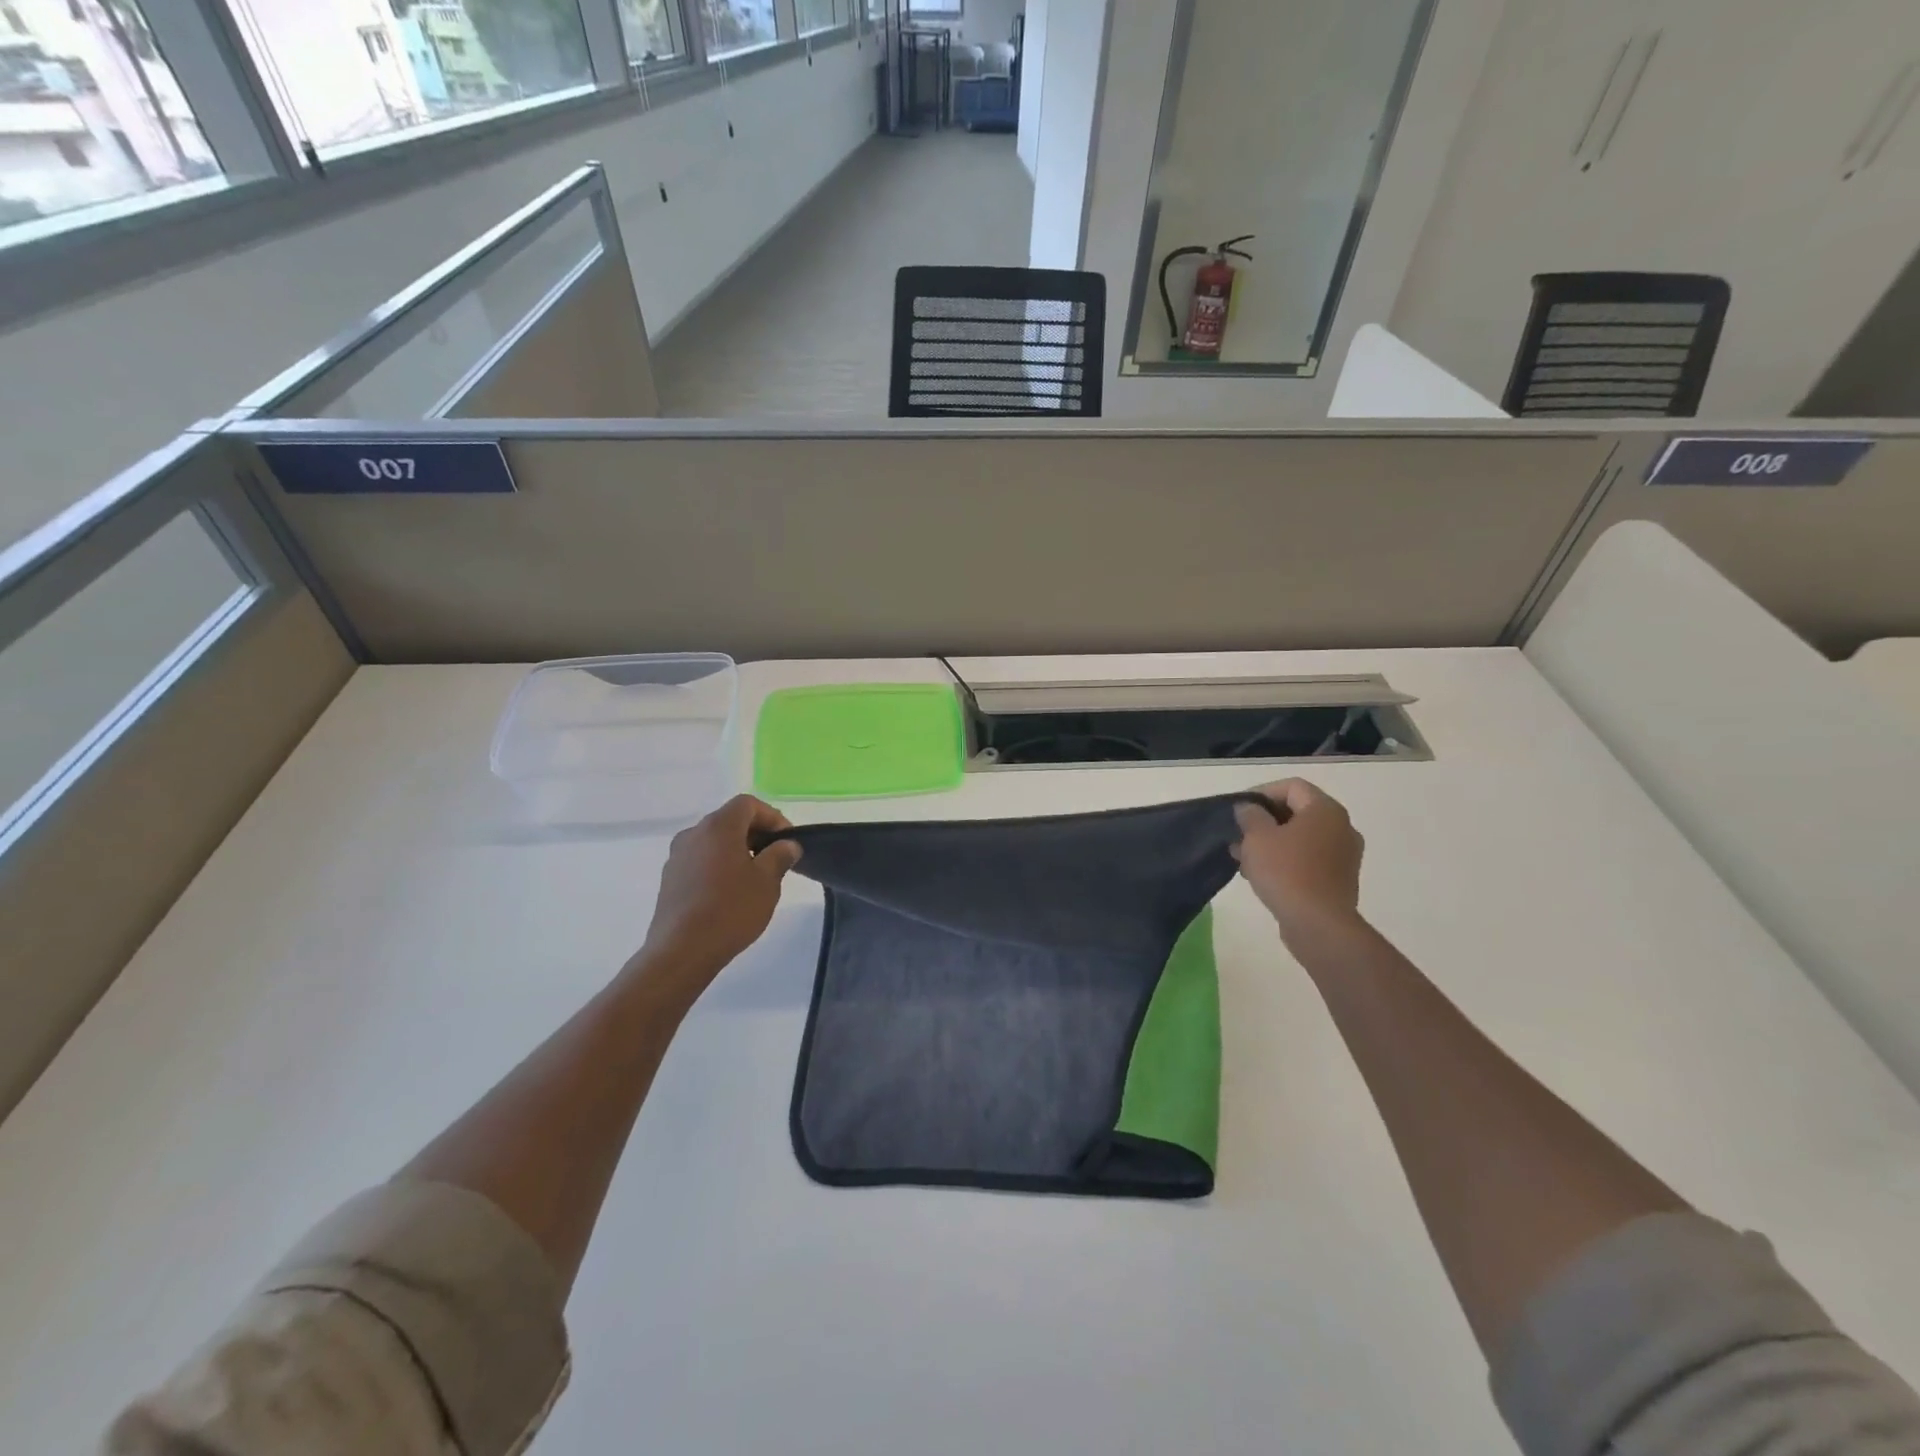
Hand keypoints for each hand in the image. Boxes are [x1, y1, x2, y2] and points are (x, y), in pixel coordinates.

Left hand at [631, 796, 802, 1002]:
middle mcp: (693, 834)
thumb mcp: (767, 882)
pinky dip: (719, 866)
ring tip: (755, 877)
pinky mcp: (670, 879)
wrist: (681, 951)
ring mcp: (677, 857)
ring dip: (737, 850)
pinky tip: (730, 893)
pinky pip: (700, 860)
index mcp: (718, 827)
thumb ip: (779, 855)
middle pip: (729, 820)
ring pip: (714, 841)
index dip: (772, 817)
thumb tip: (787, 844)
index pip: (748, 804)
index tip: (787, 841)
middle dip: (756, 834)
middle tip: (776, 858)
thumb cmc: (730, 910)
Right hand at [1232, 779, 1366, 950]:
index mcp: (1325, 810)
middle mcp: (1341, 827)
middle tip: (1238, 833)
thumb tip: (1250, 808)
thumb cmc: (1286, 872)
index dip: (1261, 792)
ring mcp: (1343, 855)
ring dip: (1271, 842)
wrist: (1319, 924)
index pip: (1291, 786)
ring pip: (1301, 837)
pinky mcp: (1339, 879)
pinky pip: (1308, 859)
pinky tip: (1260, 874)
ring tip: (1242, 857)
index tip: (1238, 808)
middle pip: (1297, 812)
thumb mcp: (1257, 837)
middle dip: (1264, 820)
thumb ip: (1250, 815)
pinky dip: (1285, 860)